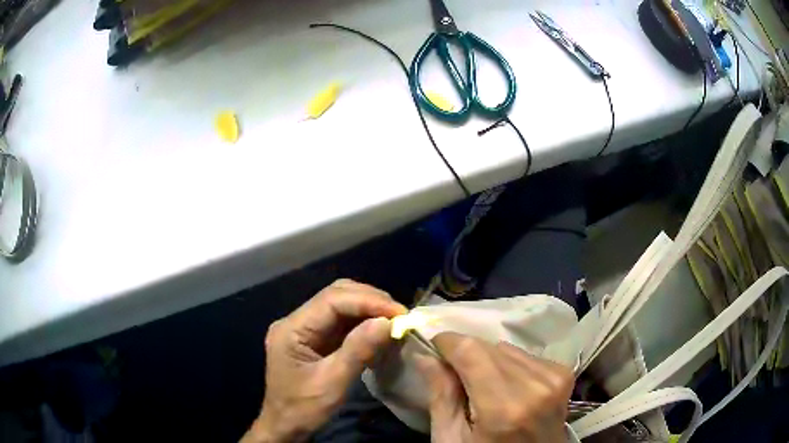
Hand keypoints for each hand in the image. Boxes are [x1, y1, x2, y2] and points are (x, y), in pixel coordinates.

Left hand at [242, 279, 406, 442]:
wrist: (286, 427)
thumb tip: (387, 322)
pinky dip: (363, 323)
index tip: (399, 312)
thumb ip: (358, 351)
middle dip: (370, 301)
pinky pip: (342, 322)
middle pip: (335, 296)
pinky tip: (379, 330)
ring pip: (340, 306)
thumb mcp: (332, 384)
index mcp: (291, 329)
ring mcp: (305, 329)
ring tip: (394, 320)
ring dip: (369, 309)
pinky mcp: (315, 339)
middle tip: (400, 315)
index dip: (368, 301)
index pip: (331, 300)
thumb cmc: (303, 409)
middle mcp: (296, 321)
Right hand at [416, 332, 573, 442]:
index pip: (471, 350)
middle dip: (465, 355)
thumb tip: (424, 355)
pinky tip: (507, 388)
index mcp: (504, 407)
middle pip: (488, 347)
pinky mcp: (563, 374)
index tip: (433, 350)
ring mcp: (554, 378)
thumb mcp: (451, 439)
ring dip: (488, 360)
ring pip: (506, 349)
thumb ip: (440, 395)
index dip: (447, 343)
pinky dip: (508, 365)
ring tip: (484, 388)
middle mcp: (535, 386)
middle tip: (454, 376)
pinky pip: (524, 355)